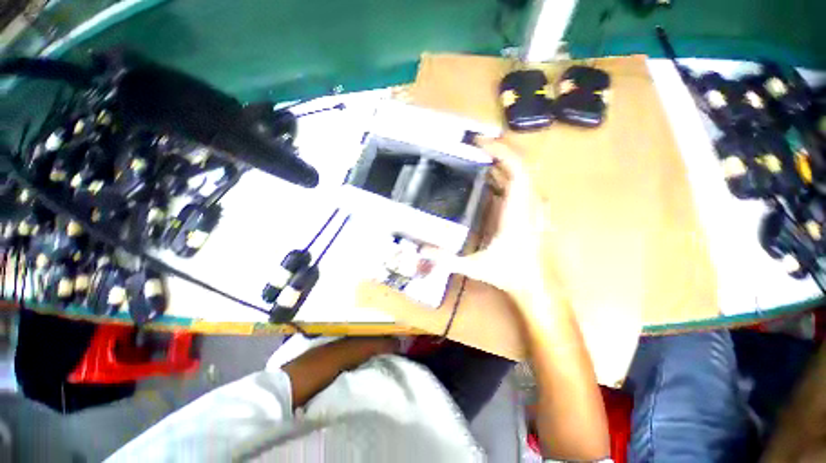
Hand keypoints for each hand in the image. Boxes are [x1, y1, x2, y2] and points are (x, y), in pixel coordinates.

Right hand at [447, 138, 556, 298]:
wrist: (537, 285)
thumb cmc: (509, 274)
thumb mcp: (474, 267)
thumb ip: (447, 259)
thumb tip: (421, 250)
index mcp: (516, 214)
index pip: (517, 173)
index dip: (502, 153)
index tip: (482, 144)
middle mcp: (528, 206)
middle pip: (521, 166)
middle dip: (500, 151)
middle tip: (476, 146)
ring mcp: (533, 208)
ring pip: (523, 174)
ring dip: (503, 162)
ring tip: (481, 156)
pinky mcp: (531, 211)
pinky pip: (522, 185)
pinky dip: (506, 175)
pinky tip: (491, 177)